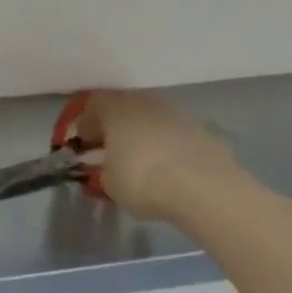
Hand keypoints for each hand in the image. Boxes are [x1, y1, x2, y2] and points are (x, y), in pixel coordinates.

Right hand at [76, 90, 243, 220]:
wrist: (206, 189)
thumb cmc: (144, 180)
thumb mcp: (108, 183)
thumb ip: (103, 170)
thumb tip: (108, 169)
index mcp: (116, 108)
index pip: (93, 104)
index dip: (86, 124)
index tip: (85, 146)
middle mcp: (146, 102)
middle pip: (125, 108)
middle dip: (117, 128)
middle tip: (112, 152)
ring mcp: (178, 114)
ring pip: (153, 119)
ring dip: (145, 136)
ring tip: (144, 164)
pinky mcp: (205, 131)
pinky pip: (177, 135)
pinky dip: (170, 147)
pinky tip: (171, 171)